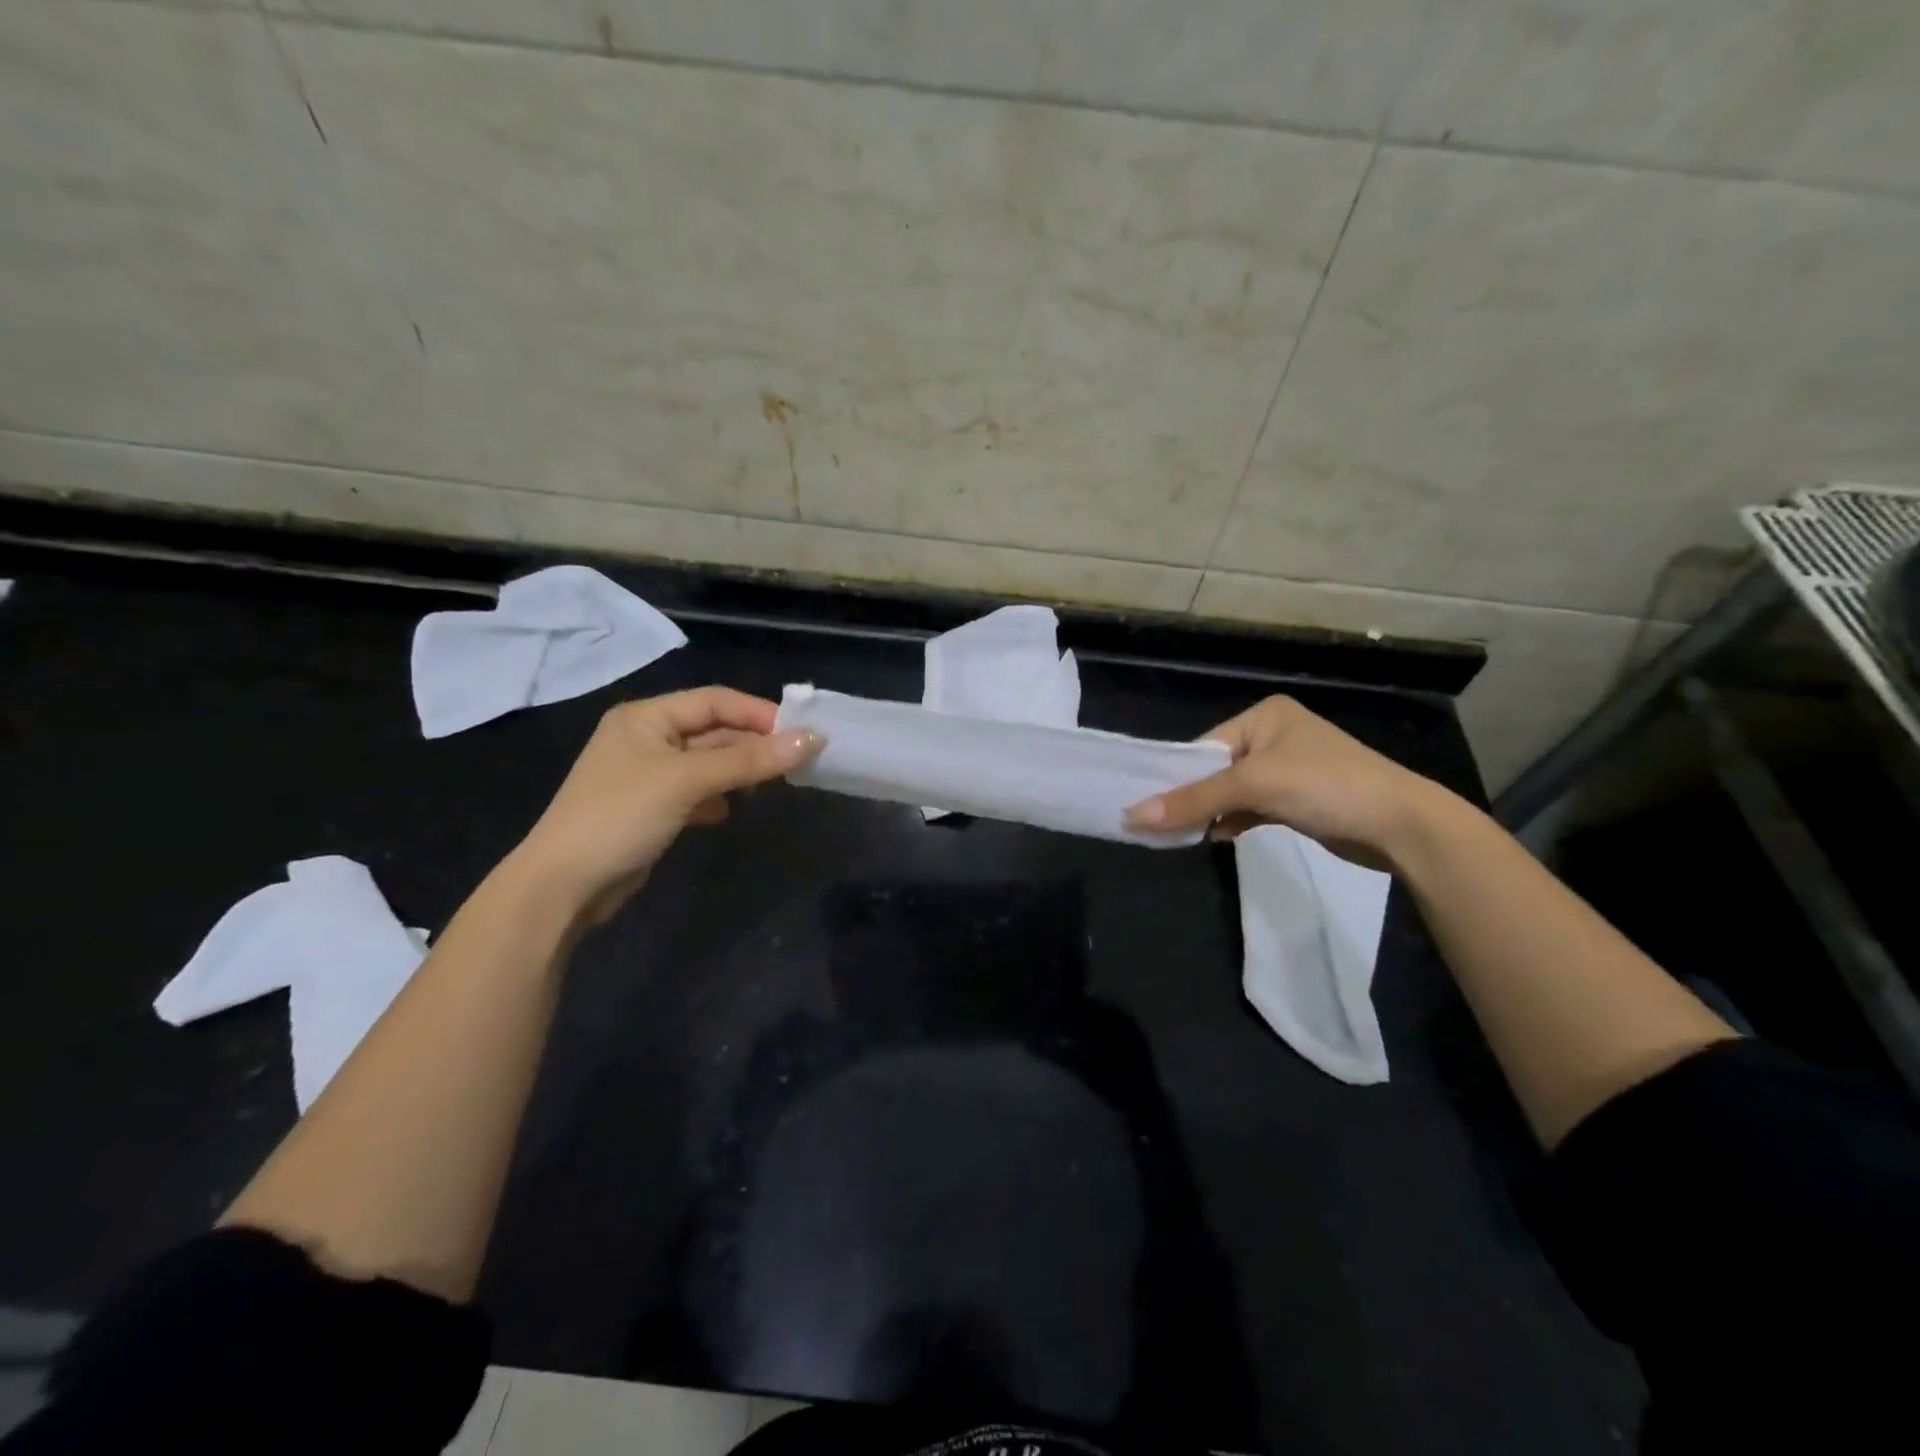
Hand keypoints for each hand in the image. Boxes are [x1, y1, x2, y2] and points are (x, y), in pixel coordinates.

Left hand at [511, 687, 822, 921]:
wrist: (564, 886)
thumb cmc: (621, 816)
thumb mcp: (687, 781)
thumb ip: (749, 760)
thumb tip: (813, 740)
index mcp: (646, 717)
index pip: (714, 701)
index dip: (758, 713)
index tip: (801, 732)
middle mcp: (647, 738)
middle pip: (713, 731)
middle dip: (753, 744)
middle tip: (798, 760)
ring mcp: (648, 775)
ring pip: (709, 763)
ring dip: (739, 772)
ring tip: (773, 784)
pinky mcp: (653, 808)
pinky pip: (698, 791)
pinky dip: (718, 797)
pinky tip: (730, 811)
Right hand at [1124, 696, 1449, 867]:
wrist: (1401, 826)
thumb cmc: (1325, 786)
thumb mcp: (1254, 786)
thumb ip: (1194, 800)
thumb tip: (1133, 816)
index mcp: (1264, 716)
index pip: (1204, 746)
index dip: (1176, 776)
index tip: (1146, 804)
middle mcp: (1274, 736)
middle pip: (1216, 770)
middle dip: (1193, 797)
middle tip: (1159, 824)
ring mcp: (1288, 769)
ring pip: (1232, 791)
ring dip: (1211, 812)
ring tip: (1183, 833)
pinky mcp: (1297, 800)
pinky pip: (1251, 807)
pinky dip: (1233, 821)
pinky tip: (1217, 836)